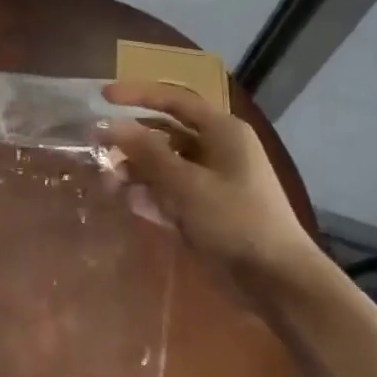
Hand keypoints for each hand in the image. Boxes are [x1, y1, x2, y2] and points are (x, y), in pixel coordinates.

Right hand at [102, 81, 323, 292]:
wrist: (277, 281)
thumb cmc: (235, 219)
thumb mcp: (186, 183)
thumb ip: (147, 152)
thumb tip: (111, 125)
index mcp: (222, 130)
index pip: (174, 100)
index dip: (138, 95)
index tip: (104, 97)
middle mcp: (218, 149)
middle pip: (167, 134)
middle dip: (133, 141)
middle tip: (98, 147)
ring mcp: (214, 181)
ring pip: (167, 166)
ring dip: (138, 171)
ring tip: (110, 183)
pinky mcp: (208, 211)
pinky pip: (173, 193)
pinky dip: (153, 196)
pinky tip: (130, 204)